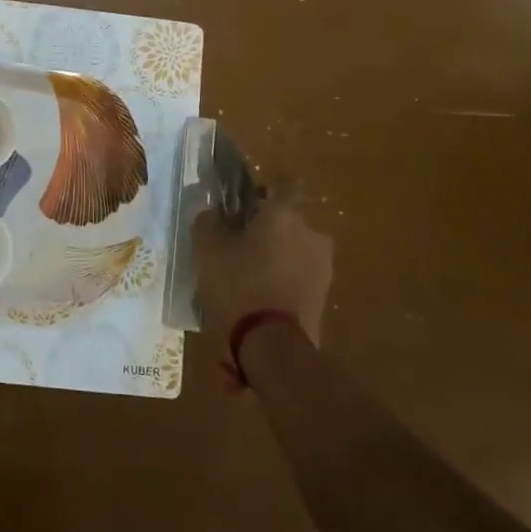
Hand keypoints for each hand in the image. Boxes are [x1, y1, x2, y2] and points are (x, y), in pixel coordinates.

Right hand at [193, 200, 333, 373]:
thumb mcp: (206, 250)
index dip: (266, 189)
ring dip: (277, 257)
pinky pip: (299, 278)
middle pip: (288, 221)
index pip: (284, 185)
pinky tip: (260, 298)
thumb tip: (212, 213)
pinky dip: (283, 281)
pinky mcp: (324, 297)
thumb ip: (208, 222)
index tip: (247, 200)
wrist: (273, 347)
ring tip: (248, 276)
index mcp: (284, 215)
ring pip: (294, 251)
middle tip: (239, 244)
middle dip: (268, 229)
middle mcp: (311, 234)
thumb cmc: (238, 286)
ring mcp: (322, 267)